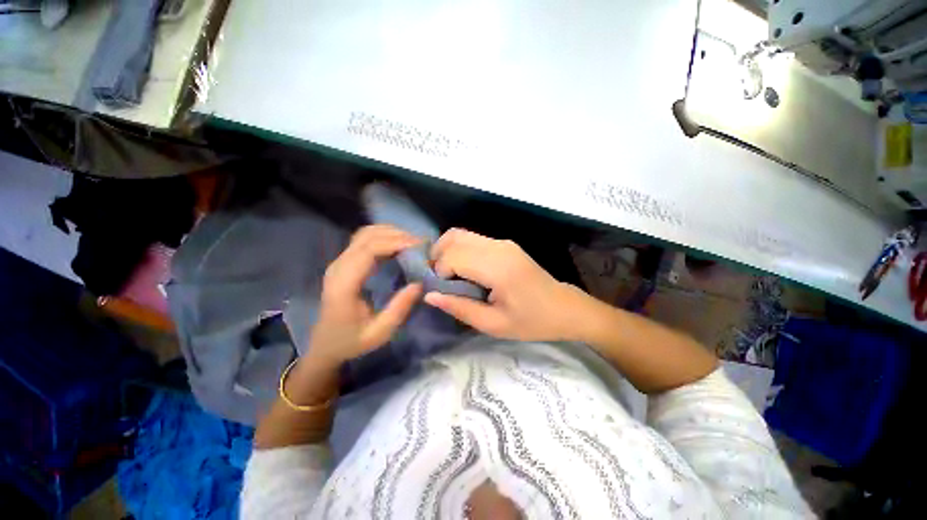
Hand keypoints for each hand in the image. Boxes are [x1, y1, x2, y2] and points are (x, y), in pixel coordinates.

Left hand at [308, 225, 422, 365]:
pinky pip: (363, 240)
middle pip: (367, 237)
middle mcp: (338, 267)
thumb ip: (399, 308)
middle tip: (421, 244)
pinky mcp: (343, 262)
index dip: (395, 242)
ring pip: (364, 234)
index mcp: (344, 284)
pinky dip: (383, 237)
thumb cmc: (351, 342)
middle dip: (397, 235)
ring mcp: (339, 262)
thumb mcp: (379, 333)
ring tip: (412, 243)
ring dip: (390, 233)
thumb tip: (420, 283)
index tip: (419, 247)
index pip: (369, 250)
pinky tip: (398, 245)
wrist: (324, 345)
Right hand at [424, 228, 583, 340]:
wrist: (563, 307)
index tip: (442, 291)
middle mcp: (498, 247)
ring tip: (447, 275)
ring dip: (446, 251)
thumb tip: (429, 296)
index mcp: (497, 268)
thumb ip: (460, 308)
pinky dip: (458, 250)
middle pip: (453, 239)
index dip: (439, 272)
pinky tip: (462, 269)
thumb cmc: (531, 321)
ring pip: (460, 234)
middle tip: (439, 282)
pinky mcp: (504, 243)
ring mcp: (502, 242)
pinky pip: (471, 239)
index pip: (453, 256)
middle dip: (438, 258)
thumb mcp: (493, 324)